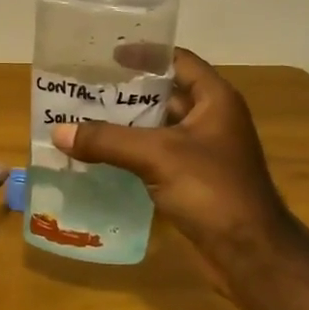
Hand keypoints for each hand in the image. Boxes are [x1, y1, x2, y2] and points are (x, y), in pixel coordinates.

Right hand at [52, 49, 288, 272]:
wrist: (250, 255)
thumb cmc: (212, 190)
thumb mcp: (158, 156)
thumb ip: (107, 140)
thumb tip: (57, 131)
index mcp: (214, 99)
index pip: (177, 61)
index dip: (145, 54)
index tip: (106, 54)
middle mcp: (211, 119)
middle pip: (163, 94)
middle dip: (125, 92)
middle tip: (83, 87)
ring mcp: (203, 153)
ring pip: (157, 128)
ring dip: (124, 125)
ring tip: (81, 119)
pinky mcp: (193, 181)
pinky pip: (156, 157)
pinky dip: (130, 154)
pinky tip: (98, 156)